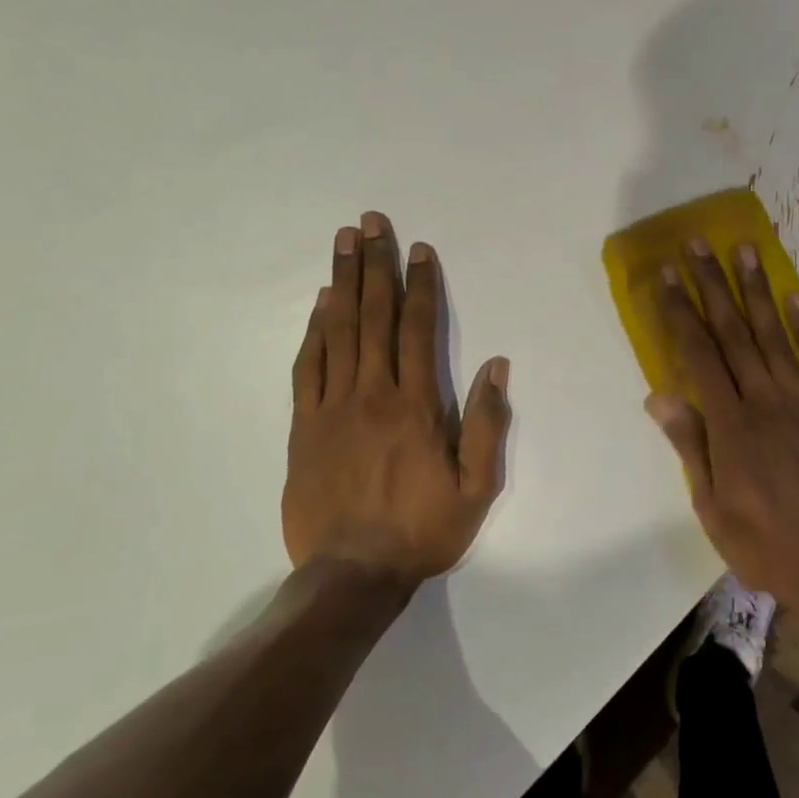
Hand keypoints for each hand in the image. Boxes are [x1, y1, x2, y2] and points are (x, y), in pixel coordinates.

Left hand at [283, 211, 510, 592]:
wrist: (352, 574)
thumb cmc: (423, 530)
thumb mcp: (476, 487)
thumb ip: (486, 424)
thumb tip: (495, 366)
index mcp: (416, 407)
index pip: (419, 330)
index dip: (421, 286)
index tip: (420, 250)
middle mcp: (372, 394)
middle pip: (375, 317)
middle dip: (376, 265)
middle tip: (372, 222)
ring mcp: (332, 408)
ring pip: (338, 331)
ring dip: (343, 282)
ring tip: (343, 242)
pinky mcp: (303, 427)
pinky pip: (307, 367)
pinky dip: (314, 331)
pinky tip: (321, 304)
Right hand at [646, 237, 798, 625]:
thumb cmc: (762, 543)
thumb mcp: (711, 506)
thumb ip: (690, 445)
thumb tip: (659, 395)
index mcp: (732, 426)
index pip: (699, 356)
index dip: (681, 313)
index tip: (668, 277)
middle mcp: (767, 402)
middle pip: (735, 334)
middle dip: (713, 286)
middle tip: (698, 245)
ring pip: (776, 336)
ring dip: (758, 291)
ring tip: (744, 250)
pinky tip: (795, 297)